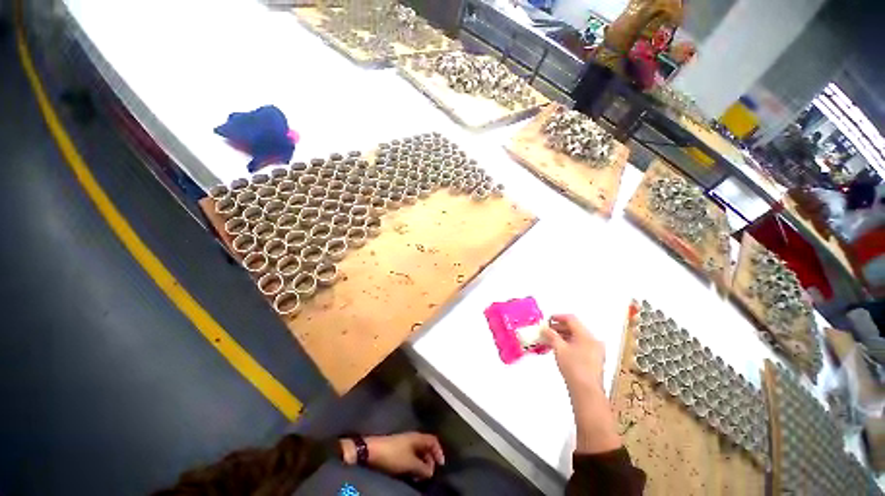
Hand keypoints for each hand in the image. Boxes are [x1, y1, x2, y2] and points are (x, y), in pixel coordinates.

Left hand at [341, 433, 444, 478]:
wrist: (372, 451)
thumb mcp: (410, 464)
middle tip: (429, 473)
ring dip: (422, 463)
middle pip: (426, 446)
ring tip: (420, 476)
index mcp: (418, 437)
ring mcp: (405, 442)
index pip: (433, 440)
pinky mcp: (397, 448)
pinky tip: (411, 472)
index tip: (441, 464)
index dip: (439, 451)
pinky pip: (411, 455)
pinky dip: (414, 463)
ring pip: (418, 452)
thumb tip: (431, 472)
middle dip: (430, 460)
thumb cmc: (393, 455)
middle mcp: (413, 437)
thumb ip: (423, 468)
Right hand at [543, 314, 605, 393]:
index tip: (549, 319)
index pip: (571, 319)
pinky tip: (561, 349)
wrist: (586, 391)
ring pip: (578, 337)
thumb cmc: (575, 369)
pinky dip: (570, 344)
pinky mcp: (595, 360)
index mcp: (587, 335)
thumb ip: (551, 335)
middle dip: (560, 327)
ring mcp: (596, 351)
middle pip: (575, 328)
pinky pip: (581, 346)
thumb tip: (545, 328)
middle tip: (548, 329)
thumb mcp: (559, 348)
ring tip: (552, 339)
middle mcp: (594, 341)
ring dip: (564, 336)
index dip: (558, 317)